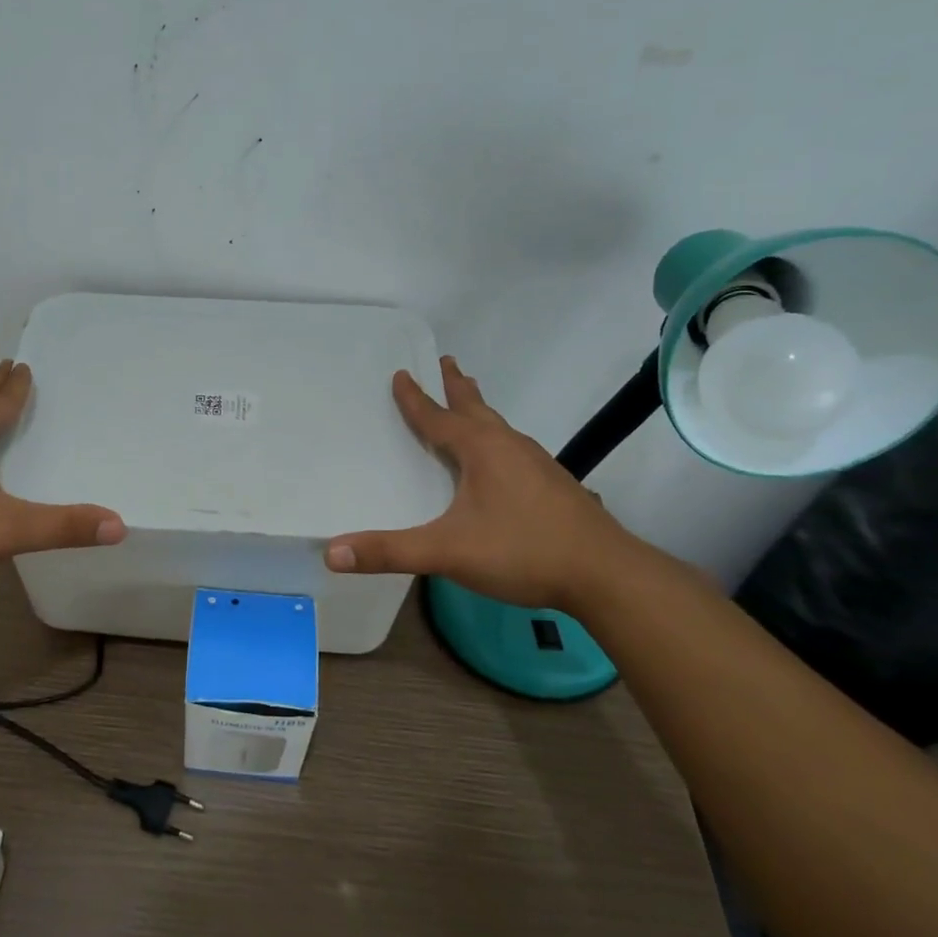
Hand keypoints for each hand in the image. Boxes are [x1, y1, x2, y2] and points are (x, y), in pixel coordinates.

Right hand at [324, 356, 641, 611]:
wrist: (606, 575)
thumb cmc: (522, 551)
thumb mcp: (447, 552)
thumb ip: (390, 552)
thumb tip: (331, 552)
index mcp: (482, 449)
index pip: (438, 417)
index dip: (415, 398)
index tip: (401, 373)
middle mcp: (510, 446)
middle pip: (476, 408)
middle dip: (457, 386)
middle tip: (446, 362)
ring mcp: (538, 464)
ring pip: (499, 427)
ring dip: (479, 411)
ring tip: (469, 404)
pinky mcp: (554, 485)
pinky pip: (514, 449)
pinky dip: (496, 440)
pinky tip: (501, 462)